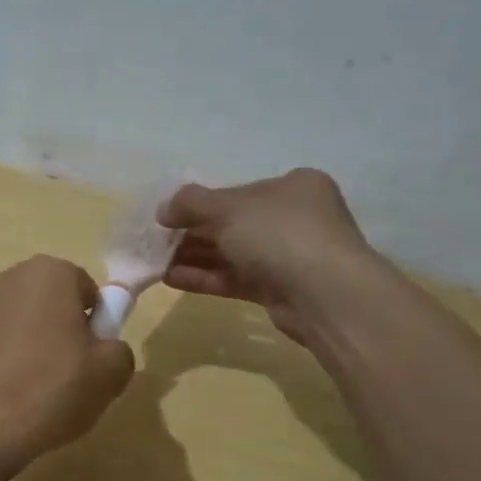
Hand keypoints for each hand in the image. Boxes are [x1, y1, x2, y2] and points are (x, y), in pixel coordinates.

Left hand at [0, 255, 134, 469]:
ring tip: (42, 391)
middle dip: (65, 331)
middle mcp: (10, 278)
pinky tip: (14, 396)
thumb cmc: (53, 387)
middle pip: (53, 303)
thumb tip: (105, 350)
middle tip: (74, 374)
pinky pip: (0, 345)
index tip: (95, 357)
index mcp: (49, 272)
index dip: (97, 324)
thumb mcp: (111, 372)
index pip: (88, 290)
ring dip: (36, 346)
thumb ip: (119, 349)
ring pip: (25, 324)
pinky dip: (10, 362)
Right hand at [158, 169, 384, 347]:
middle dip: (192, 233)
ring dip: (194, 257)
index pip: (237, 192)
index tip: (167, 217)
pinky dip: (206, 277)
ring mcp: (289, 256)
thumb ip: (191, 204)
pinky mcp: (280, 290)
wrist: (325, 294)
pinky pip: (236, 278)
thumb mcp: (228, 208)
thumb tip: (162, 210)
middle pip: (233, 223)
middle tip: (155, 243)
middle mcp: (295, 218)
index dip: (200, 203)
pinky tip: (172, 279)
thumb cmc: (279, 234)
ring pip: (232, 253)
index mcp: (293, 187)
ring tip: (156, 263)